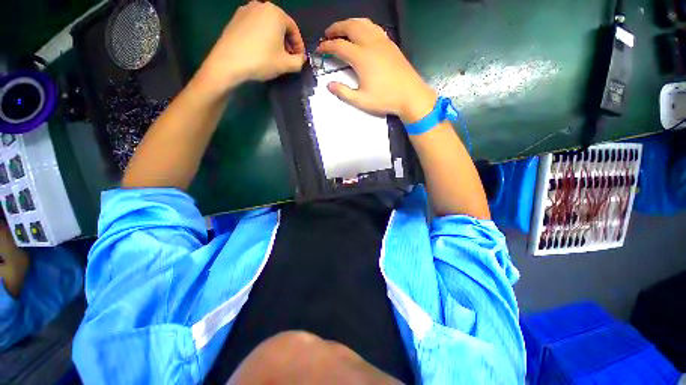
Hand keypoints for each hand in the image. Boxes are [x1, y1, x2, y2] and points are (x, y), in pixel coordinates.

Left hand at [195, 1, 305, 95]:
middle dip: (287, 42)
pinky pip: (255, 26)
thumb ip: (299, 61)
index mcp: (275, 13)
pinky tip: (261, 50)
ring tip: (275, 55)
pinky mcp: (235, 19)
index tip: (300, 58)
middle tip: (288, 57)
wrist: (228, 62)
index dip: (299, 45)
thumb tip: (301, 58)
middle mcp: (260, 5)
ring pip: (267, 25)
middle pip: (280, 25)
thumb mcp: (286, 64)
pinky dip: (261, 37)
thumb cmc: (261, 60)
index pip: (294, 29)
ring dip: (274, 39)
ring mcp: (245, 10)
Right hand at [317, 18, 436, 122]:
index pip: (339, 46)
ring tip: (342, 29)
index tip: (320, 50)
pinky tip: (362, 33)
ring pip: (363, 23)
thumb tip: (329, 85)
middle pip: (350, 27)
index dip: (327, 46)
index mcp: (361, 58)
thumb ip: (343, 92)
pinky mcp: (390, 44)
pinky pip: (374, 28)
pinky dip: (364, 26)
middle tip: (328, 34)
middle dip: (336, 28)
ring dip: (350, 23)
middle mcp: (370, 44)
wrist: (410, 95)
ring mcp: (382, 41)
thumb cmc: (385, 99)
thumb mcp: (361, 101)